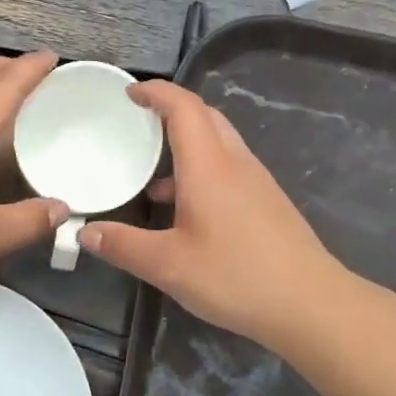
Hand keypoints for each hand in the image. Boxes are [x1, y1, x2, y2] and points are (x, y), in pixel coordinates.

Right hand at [80, 81, 341, 346]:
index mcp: (209, 165)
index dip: (156, 92)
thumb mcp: (168, 265)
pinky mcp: (268, 202)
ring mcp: (256, 181)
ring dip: (187, 142)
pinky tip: (184, 208)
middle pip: (205, 116)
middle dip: (172, 110)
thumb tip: (85, 233)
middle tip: (139, 121)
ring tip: (152, 168)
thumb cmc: (235, 276)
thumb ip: (123, 246)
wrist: (310, 303)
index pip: (183, 107)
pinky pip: (229, 167)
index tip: (130, 93)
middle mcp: (235, 163)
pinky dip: (202, 169)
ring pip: (219, 142)